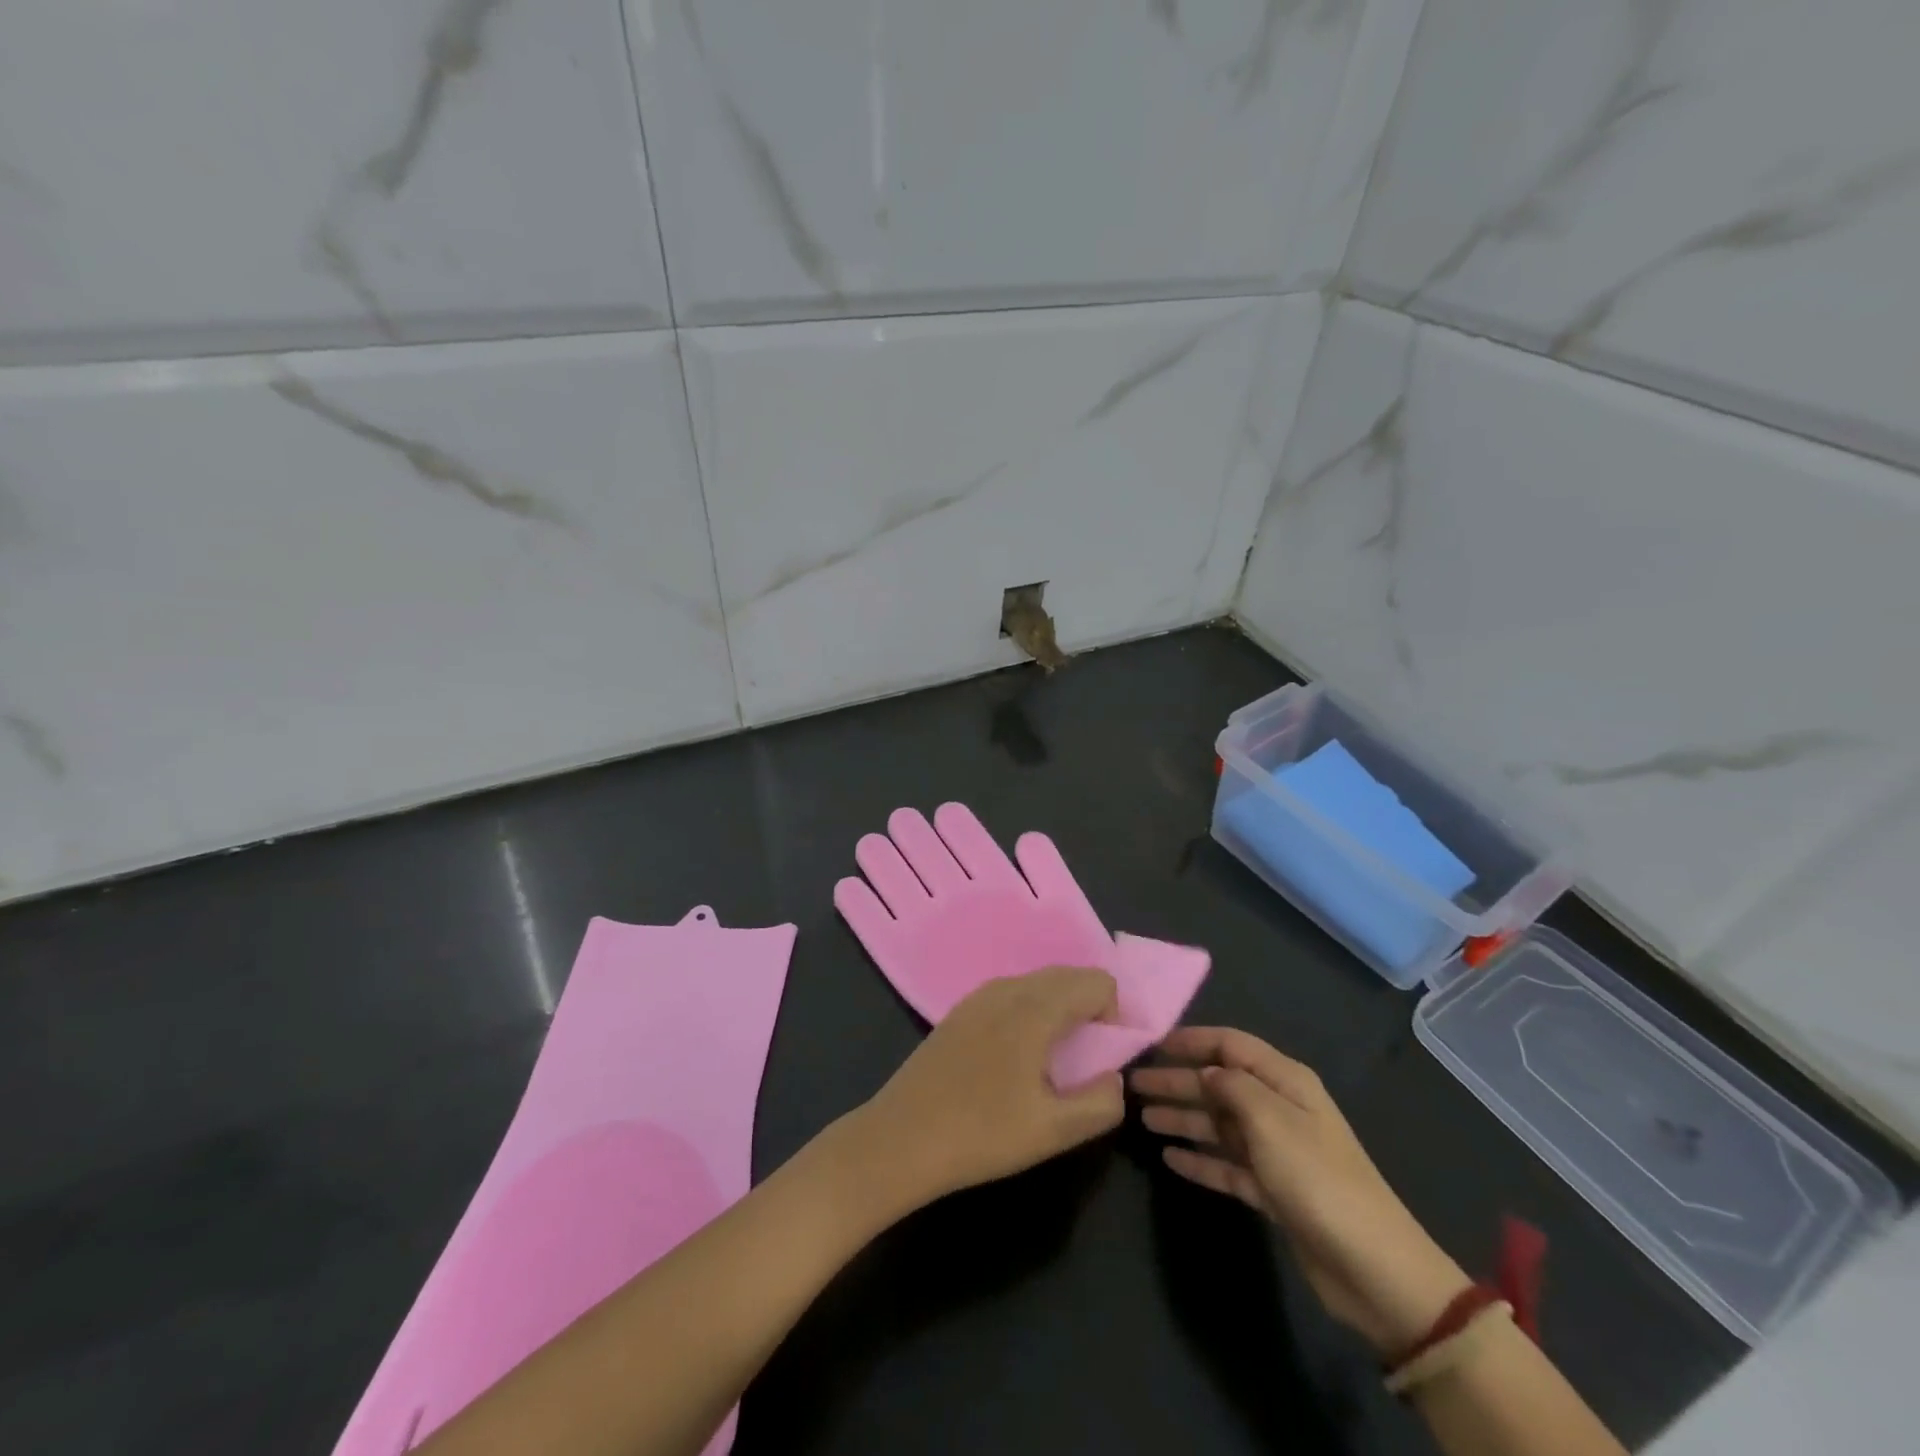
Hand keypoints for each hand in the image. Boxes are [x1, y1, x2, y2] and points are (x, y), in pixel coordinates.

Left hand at [850, 969, 1126, 1216]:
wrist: (901, 1138)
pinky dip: (1032, 1011)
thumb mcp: (1055, 1131)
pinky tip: (1017, 1058)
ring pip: (1039, 983)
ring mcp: (979, 995)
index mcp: (1035, 1007)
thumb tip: (1115, 1077)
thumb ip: (1102, 1102)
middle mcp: (1009, 987)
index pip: (1097, 982)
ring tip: (1055, 1062)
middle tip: (1087, 1061)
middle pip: (1069, 975)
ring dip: (1060, 1009)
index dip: (1115, 1016)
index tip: (1105, 1058)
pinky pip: (1013, 994)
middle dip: (1090, 1009)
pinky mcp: (961, 1010)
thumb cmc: (982, 1133)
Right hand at [1132, 1027, 1468, 1357]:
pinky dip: (1200, 1160)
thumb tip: (1207, 1071)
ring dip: (1183, 1118)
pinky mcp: (1273, 1191)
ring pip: (1219, 1124)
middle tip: (1133, 1085)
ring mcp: (1276, 1151)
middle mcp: (1279, 1108)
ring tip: (1143, 1118)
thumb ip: (1233, 1086)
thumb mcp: (1271, 1121)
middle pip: (1219, 1084)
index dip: (1192, 1040)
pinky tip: (1171, 1159)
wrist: (1374, 1269)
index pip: (1231, 1045)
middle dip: (1178, 1081)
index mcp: (1285, 1081)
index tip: (1153, 1044)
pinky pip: (1227, 1164)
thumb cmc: (1318, 1180)